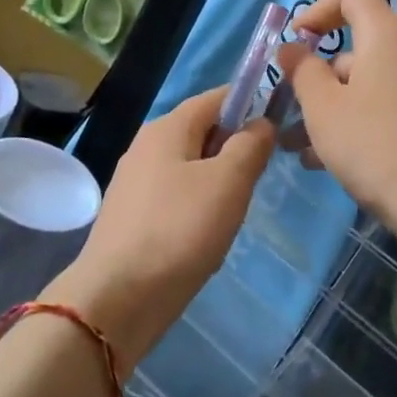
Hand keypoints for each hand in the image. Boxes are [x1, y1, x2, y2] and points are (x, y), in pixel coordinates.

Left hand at [44, 87, 272, 371]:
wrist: (118, 297)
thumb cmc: (180, 230)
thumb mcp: (228, 182)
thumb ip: (250, 145)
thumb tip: (261, 123)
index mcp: (167, 128)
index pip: (215, 98)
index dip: (249, 104)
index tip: (279, 125)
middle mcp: (145, 147)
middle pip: (201, 132)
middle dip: (234, 147)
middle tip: (260, 177)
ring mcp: (134, 183)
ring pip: (189, 167)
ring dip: (218, 181)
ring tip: (236, 211)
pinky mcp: (131, 217)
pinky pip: (175, 197)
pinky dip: (197, 206)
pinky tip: (207, 235)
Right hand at [276, 0, 396, 230]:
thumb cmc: (374, 145)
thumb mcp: (323, 107)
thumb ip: (302, 70)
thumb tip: (292, 48)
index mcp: (387, 37)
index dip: (318, 9)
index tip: (294, 43)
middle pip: (355, 46)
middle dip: (315, 75)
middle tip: (288, 108)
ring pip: (365, 84)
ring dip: (328, 107)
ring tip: (297, 146)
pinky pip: (382, 107)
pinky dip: (353, 122)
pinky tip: (325, 161)